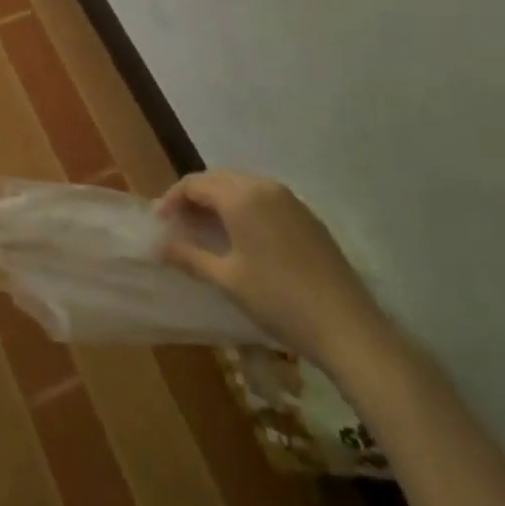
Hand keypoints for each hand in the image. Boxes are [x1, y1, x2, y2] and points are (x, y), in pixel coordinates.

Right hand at [158, 169, 392, 376]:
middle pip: (218, 179)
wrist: (347, 326)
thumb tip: (157, 246)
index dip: (172, 199)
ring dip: (219, 201)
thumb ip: (189, 256)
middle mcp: (264, 187)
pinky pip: (265, 199)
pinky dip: (244, 208)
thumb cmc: (279, 300)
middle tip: (179, 225)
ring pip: (243, 186)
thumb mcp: (227, 279)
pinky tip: (243, 237)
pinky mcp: (307, 216)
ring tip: (206, 230)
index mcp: (241, 196)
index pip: (195, 183)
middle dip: (194, 196)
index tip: (159, 224)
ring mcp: (290, 199)